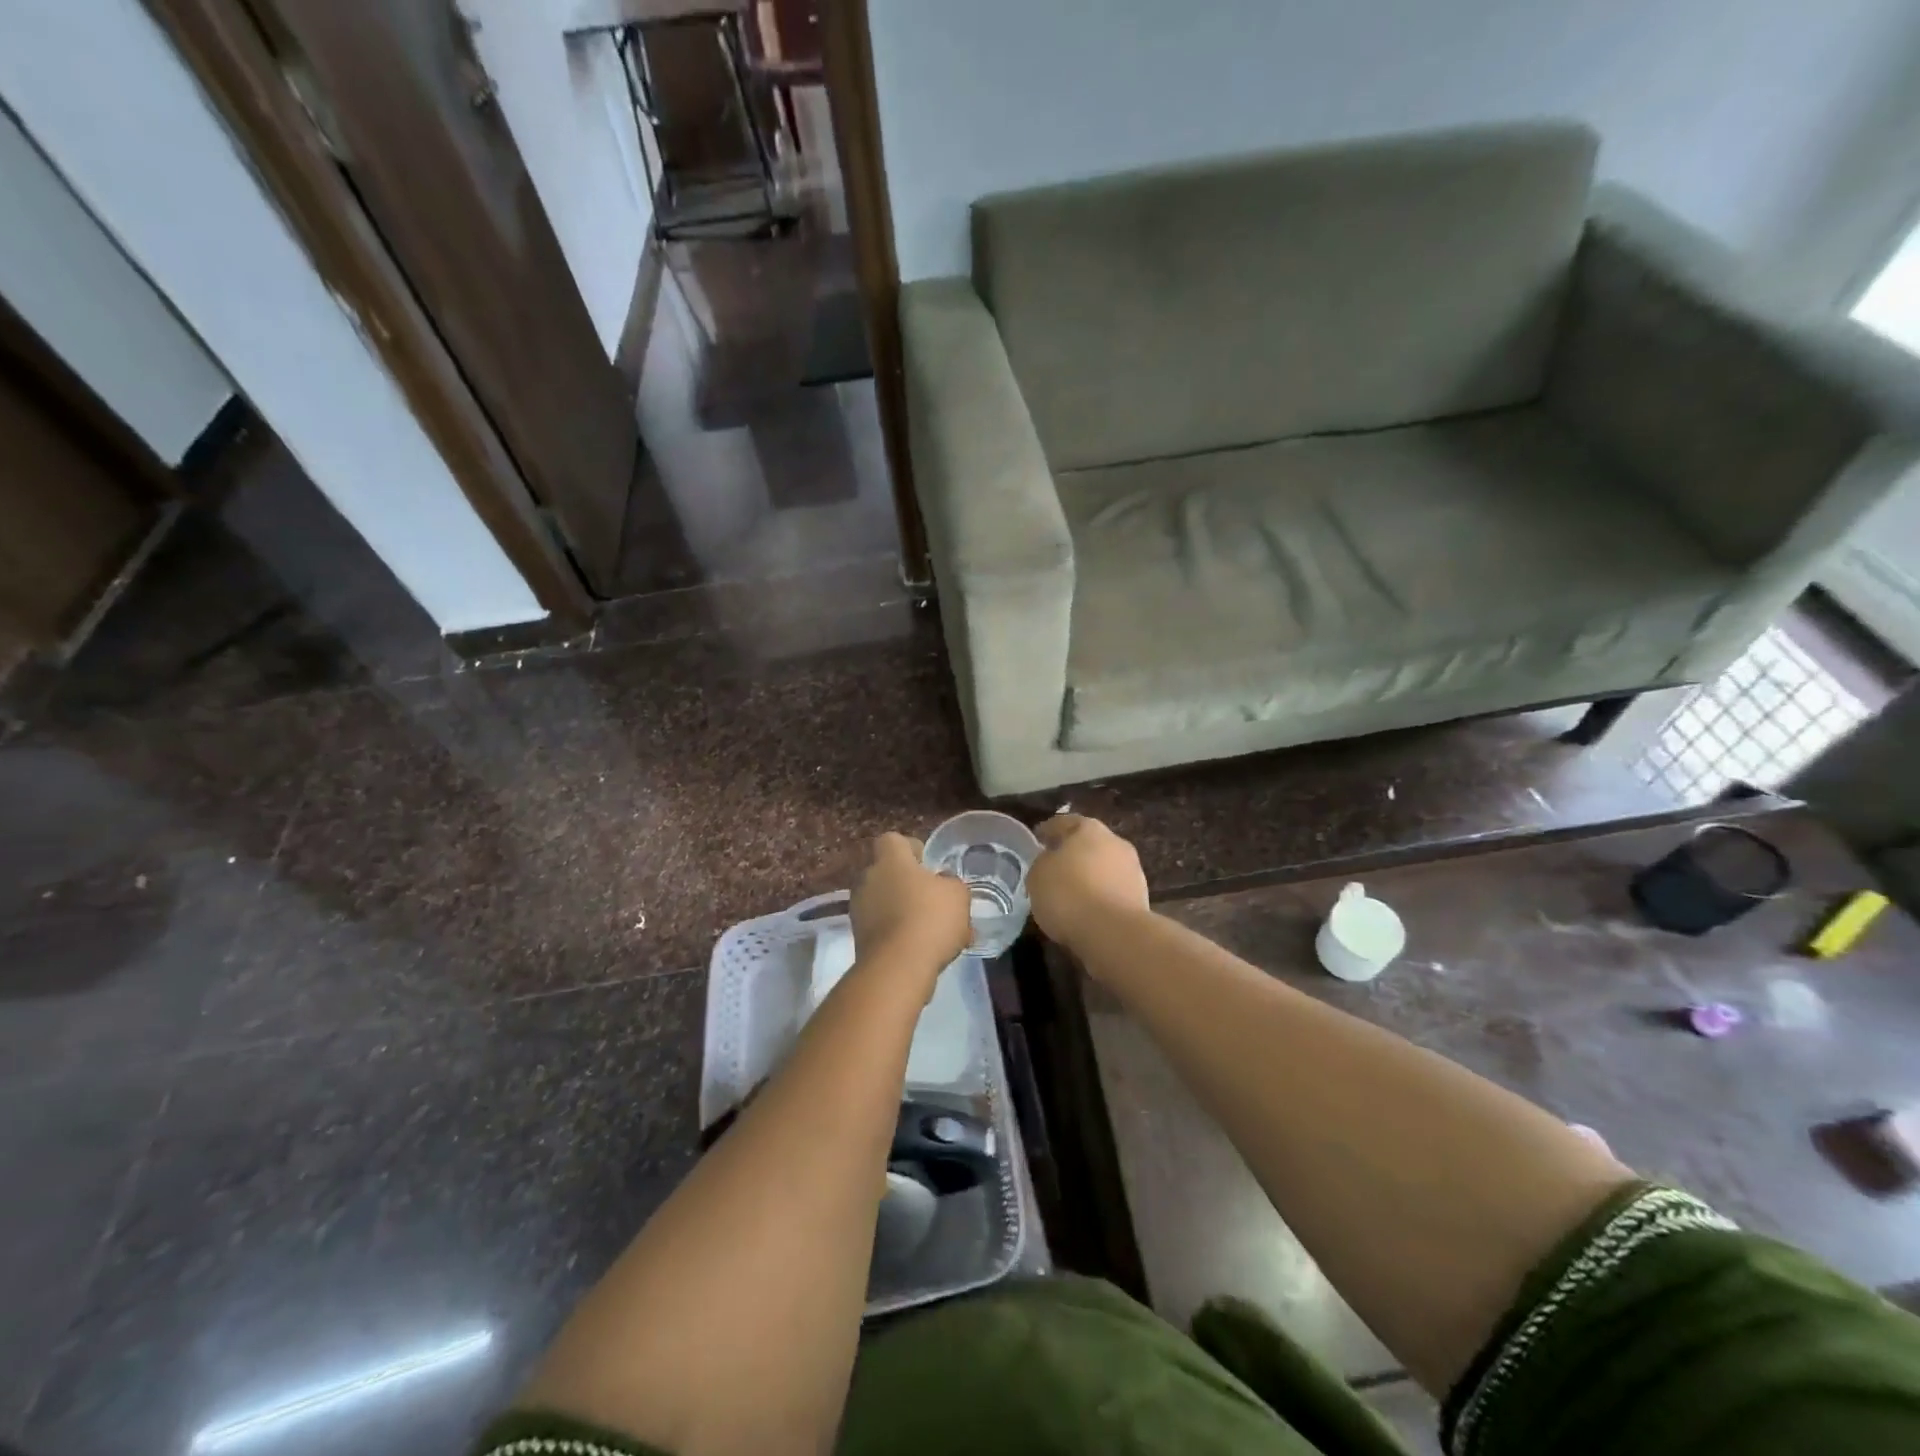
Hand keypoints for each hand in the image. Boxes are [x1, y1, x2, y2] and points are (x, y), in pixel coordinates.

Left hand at [849, 833, 972, 982]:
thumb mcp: (957, 895)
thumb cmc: (930, 919)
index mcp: (890, 860)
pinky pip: (881, 926)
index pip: (892, 839)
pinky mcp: (858, 937)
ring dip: (902, 910)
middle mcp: (868, 878)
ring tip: (932, 930)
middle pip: (887, 871)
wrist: (897, 968)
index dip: (911, 847)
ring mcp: (859, 909)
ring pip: (884, 901)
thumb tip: (942, 882)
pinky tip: (922, 949)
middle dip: (907, 883)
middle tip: (932, 898)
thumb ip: (950, 883)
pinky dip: (898, 933)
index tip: (928, 864)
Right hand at [1028, 814, 1150, 953]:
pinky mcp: (1141, 897)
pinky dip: (1100, 897)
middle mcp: (1115, 842)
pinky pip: (1112, 891)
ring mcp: (1132, 869)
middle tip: (1053, 869)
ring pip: (1103, 868)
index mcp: (1088, 828)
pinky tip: (1087, 911)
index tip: (1037, 841)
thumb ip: (1042, 862)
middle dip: (1072, 854)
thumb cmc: (1068, 894)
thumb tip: (1051, 862)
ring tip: (1070, 894)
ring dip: (1089, 876)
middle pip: (1088, 843)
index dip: (1047, 831)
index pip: (1063, 822)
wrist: (1113, 932)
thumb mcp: (1037, 875)